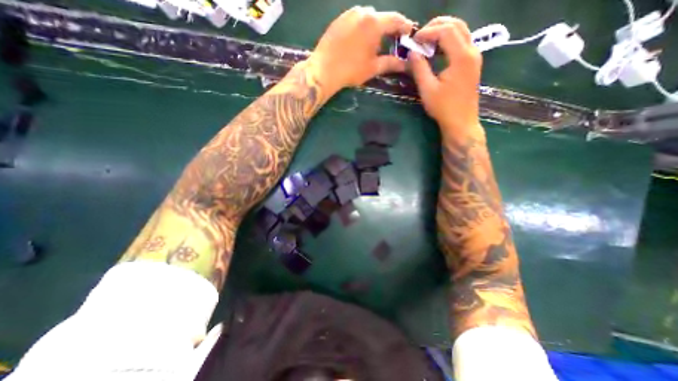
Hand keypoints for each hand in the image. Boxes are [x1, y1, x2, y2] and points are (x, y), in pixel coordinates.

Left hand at [308, 6, 412, 94]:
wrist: (324, 69)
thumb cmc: (351, 70)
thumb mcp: (373, 68)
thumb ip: (391, 63)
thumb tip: (405, 64)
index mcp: (374, 23)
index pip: (395, 19)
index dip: (404, 26)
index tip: (409, 33)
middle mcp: (363, 12)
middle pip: (381, 17)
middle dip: (388, 28)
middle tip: (391, 41)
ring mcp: (349, 14)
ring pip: (367, 17)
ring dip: (374, 28)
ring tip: (373, 43)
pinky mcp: (339, 19)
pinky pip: (355, 20)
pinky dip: (362, 27)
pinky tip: (359, 41)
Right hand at [407, 16, 481, 137]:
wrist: (461, 122)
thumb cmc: (443, 108)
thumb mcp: (427, 89)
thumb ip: (419, 68)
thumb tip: (412, 53)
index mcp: (462, 57)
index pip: (446, 31)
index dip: (428, 32)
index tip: (413, 41)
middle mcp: (472, 51)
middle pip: (457, 25)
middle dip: (437, 26)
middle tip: (420, 37)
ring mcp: (474, 56)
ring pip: (461, 31)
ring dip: (443, 32)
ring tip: (426, 43)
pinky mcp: (472, 63)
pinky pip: (462, 42)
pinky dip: (448, 41)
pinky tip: (436, 51)